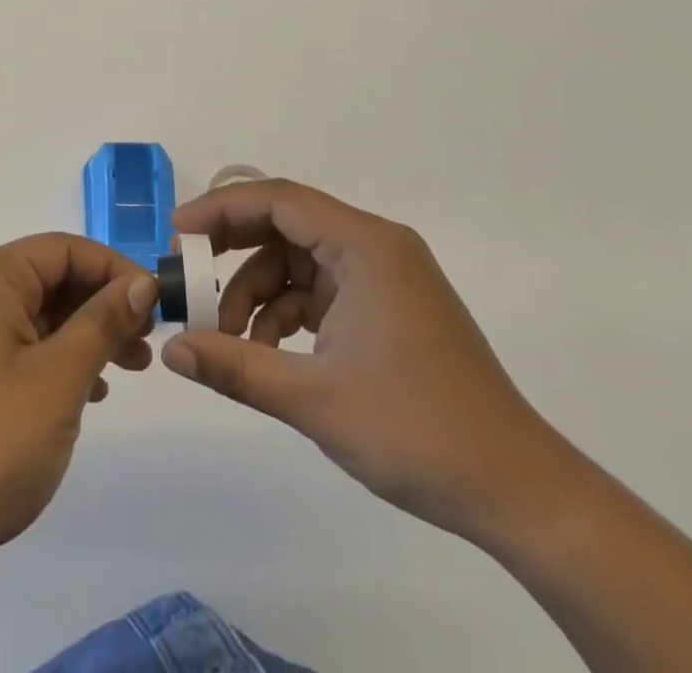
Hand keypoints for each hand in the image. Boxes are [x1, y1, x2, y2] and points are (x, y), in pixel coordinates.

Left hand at [0, 233, 156, 564]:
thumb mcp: (60, 377)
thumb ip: (103, 321)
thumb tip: (142, 281)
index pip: (64, 248)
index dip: (113, 268)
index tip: (156, 303)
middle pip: (54, 278)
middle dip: (105, 304)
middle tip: (148, 341)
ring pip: (45, 315)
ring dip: (91, 334)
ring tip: (133, 368)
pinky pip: (29, 348)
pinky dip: (65, 361)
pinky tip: (95, 394)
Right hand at [162, 179, 562, 542]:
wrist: (518, 492)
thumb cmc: (417, 432)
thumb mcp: (314, 399)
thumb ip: (235, 367)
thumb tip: (172, 350)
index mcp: (365, 245)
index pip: (278, 199)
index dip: (221, 209)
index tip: (176, 235)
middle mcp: (376, 246)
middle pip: (286, 225)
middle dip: (233, 252)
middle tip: (189, 280)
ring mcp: (384, 276)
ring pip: (299, 262)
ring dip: (258, 293)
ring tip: (229, 340)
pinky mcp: (387, 306)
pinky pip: (321, 290)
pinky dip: (287, 313)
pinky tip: (267, 353)